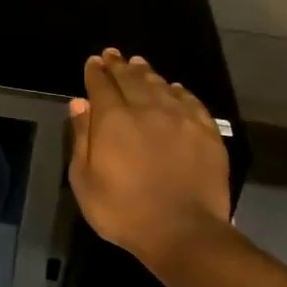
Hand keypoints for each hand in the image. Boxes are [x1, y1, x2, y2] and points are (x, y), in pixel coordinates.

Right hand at [68, 48, 233, 274]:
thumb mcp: (84, 179)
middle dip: (120, 66)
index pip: (101, 86)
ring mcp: (181, 120)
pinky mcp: (207, 133)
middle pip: (131, 80)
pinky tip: (174, 89)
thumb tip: (79, 103)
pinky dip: (179, 92)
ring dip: (147, 74)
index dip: (96, 72)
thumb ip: (81, 137)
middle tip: (114, 54)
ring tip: (139, 64)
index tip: (93, 61)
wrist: (183, 232)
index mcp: (113, 120)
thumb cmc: (123, 210)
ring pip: (161, 86)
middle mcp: (147, 110)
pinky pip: (191, 102)